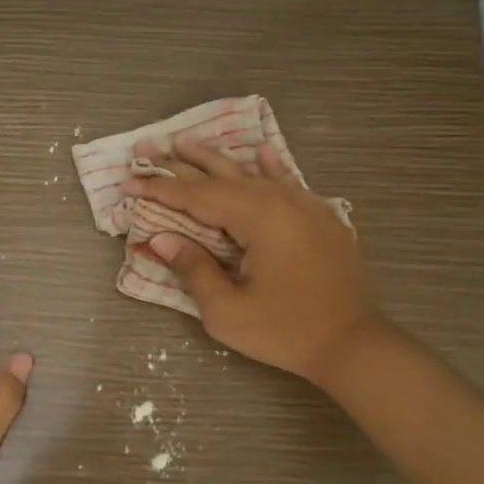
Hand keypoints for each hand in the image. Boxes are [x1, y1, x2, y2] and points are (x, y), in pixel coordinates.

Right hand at [129, 136, 384, 388]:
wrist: (353, 343)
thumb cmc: (285, 331)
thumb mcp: (227, 311)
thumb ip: (194, 269)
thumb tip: (163, 239)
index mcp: (257, 218)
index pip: (198, 197)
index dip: (161, 190)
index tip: (130, 183)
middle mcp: (280, 200)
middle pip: (222, 176)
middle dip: (181, 164)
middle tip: (148, 147)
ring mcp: (304, 206)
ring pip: (252, 173)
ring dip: (217, 159)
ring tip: (187, 141)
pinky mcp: (320, 218)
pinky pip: (289, 182)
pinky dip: (271, 166)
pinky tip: (261, 151)